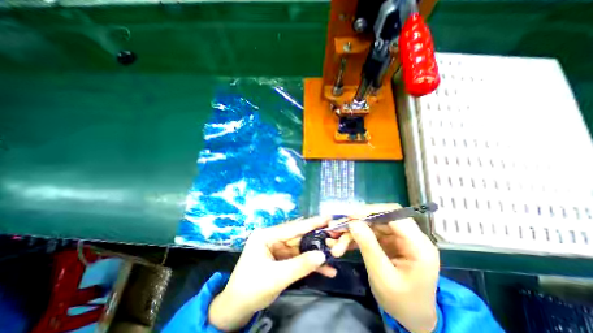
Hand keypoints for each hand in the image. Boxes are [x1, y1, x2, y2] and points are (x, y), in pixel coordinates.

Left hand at [209, 215, 345, 329]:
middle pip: (298, 237)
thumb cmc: (251, 289)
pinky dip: (309, 264)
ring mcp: (277, 248)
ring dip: (315, 255)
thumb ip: (301, 265)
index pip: (293, 228)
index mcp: (266, 235)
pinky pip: (297, 258)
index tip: (328, 217)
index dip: (312, 223)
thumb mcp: (277, 277)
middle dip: (316, 240)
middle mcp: (272, 238)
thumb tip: (323, 255)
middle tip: (334, 237)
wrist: (236, 309)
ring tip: (334, 255)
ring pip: (300, 249)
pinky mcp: (281, 258)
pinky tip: (325, 270)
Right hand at [343, 205, 439, 330]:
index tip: (350, 216)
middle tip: (337, 228)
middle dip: (356, 223)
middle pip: (379, 219)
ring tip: (335, 242)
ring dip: (351, 233)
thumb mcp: (383, 276)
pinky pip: (368, 234)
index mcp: (418, 245)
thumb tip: (353, 223)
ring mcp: (396, 239)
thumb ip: (368, 246)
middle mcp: (408, 237)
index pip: (394, 215)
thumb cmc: (402, 302)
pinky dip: (354, 238)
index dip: (371, 211)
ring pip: (370, 226)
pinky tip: (341, 245)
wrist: (412, 318)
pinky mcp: (387, 242)